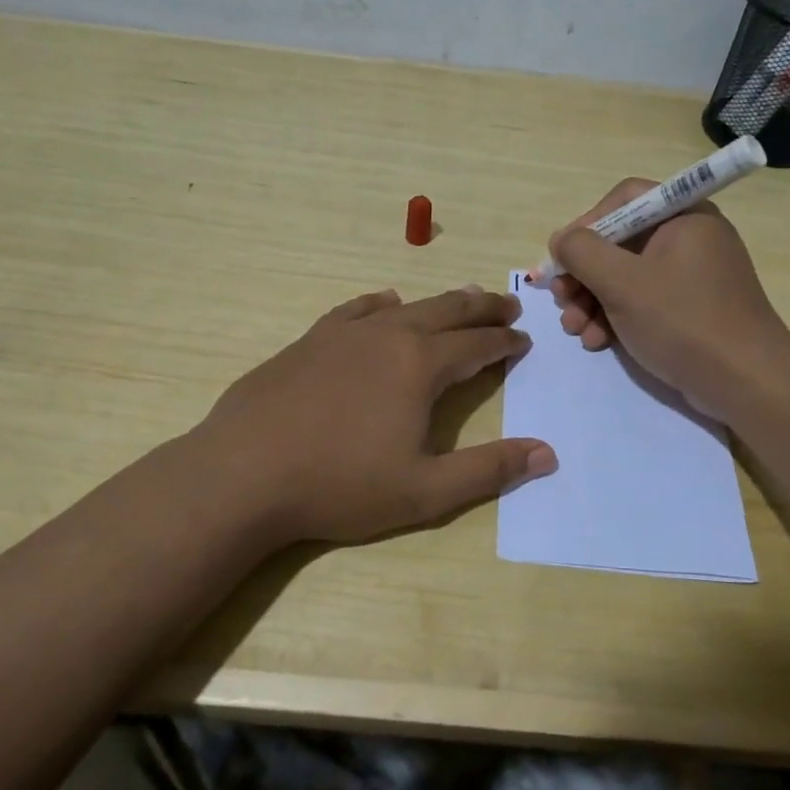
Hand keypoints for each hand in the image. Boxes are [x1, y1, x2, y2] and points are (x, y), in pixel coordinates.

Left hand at [195, 286, 555, 546]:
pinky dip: (380, 303)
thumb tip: (546, 453)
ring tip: (460, 299)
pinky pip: (355, 310)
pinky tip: (385, 302)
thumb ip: (488, 470)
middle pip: (446, 311)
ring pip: (405, 306)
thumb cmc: (339, 485)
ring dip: (439, 302)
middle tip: (506, 306)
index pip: (476, 345)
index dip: (504, 343)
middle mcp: (387, 335)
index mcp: (419, 365)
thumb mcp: (424, 490)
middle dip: (481, 309)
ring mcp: (344, 334)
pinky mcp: (309, 340)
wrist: (243, 473)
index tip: (523, 341)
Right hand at [548, 179, 789, 422]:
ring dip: (593, 300)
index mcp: (683, 216)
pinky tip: (596, 341)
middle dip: (584, 273)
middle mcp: (690, 238)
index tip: (563, 257)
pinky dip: (616, 317)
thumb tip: (561, 240)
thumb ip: (582, 252)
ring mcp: (692, 276)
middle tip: (561, 299)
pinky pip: (644, 301)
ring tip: (574, 328)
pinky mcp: (691, 309)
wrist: (746, 382)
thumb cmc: (683, 321)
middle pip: (620, 241)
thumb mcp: (622, 282)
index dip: (587, 224)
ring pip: (627, 276)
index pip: (624, 199)